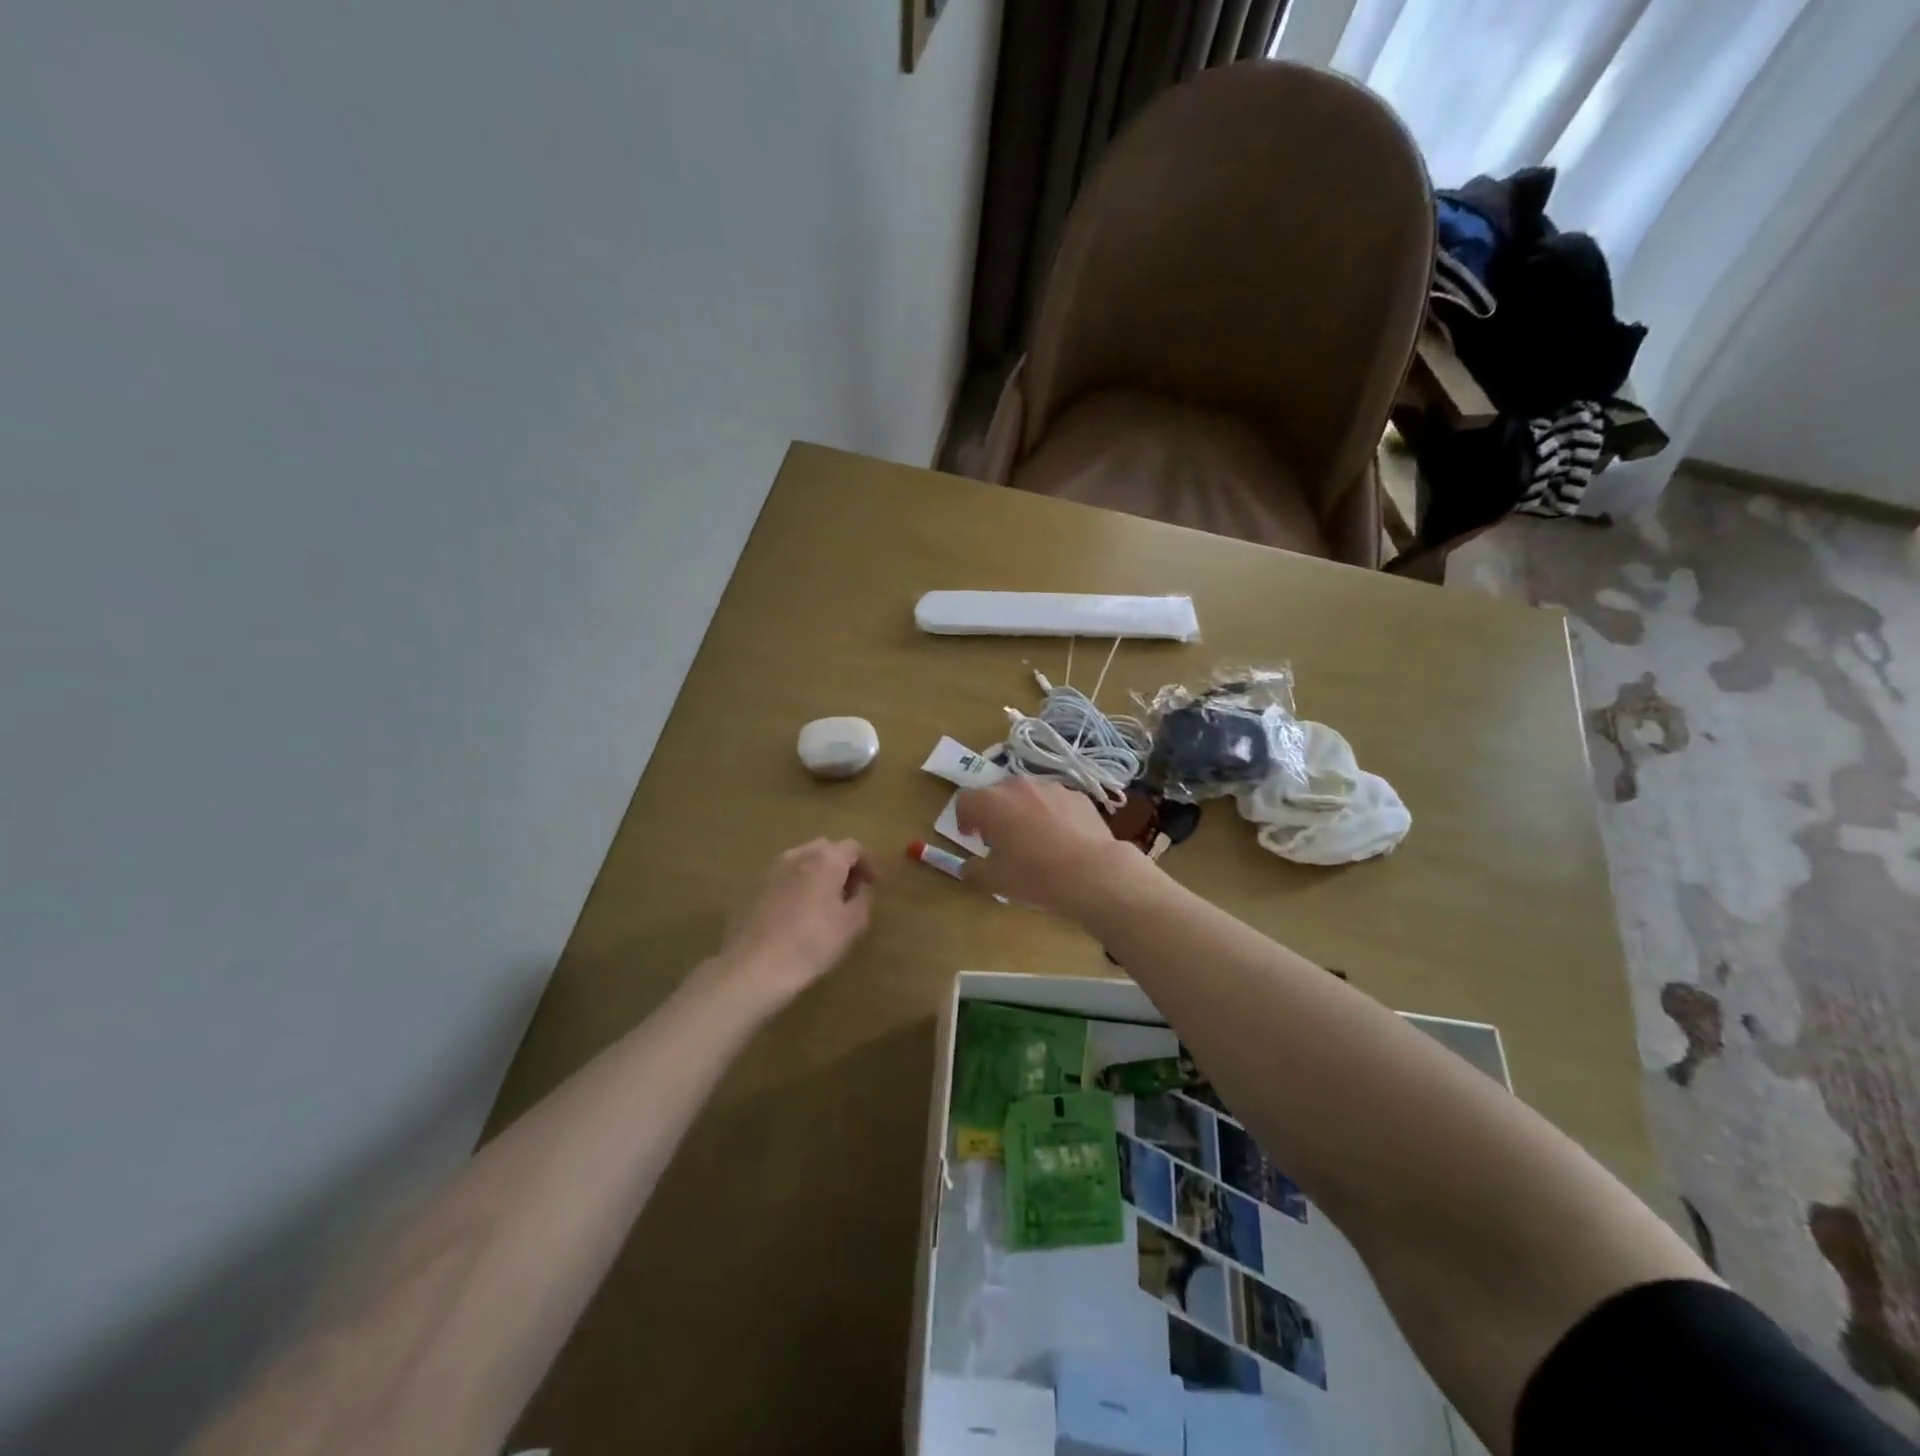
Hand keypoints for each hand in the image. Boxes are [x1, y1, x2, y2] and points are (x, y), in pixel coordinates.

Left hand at [708, 838, 875, 1004]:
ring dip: (818, 874)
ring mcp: (772, 869)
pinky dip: (797, 885)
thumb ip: (863, 899)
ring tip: (824, 902)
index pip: (853, 847)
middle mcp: (798, 855)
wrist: (755, 966)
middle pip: (826, 849)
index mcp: (826, 859)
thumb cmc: (812, 943)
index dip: (867, 863)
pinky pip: (784, 877)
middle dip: (842, 865)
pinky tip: (798, 912)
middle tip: (851, 891)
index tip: (874, 884)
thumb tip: (860, 887)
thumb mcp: (852, 925)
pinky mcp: (754, 887)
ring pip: (802, 861)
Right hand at [954, 779, 1151, 918]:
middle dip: (994, 813)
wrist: (1093, 872)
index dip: (964, 819)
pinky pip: (1055, 802)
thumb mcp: (994, 881)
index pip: (965, 800)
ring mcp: (1051, 787)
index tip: (971, 837)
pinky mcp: (1078, 796)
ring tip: (1033, 838)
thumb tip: (969, 867)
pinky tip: (1061, 839)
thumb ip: (973, 871)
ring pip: (1027, 795)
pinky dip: (1051, 814)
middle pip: (996, 793)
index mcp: (991, 802)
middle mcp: (1018, 786)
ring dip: (1023, 811)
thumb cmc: (1035, 875)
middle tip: (1000, 838)